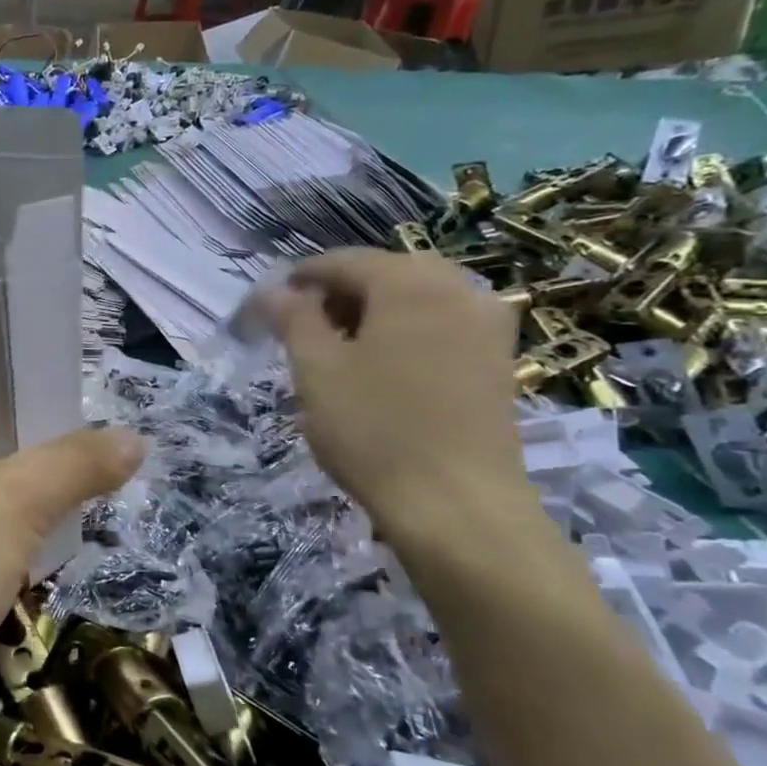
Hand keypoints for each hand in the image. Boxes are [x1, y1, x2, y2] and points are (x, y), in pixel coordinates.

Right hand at [253, 250, 529, 533]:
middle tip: (302, 328)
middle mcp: (457, 289)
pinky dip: (404, 332)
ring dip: (372, 313)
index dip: (301, 278)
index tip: (269, 304)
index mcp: (410, 282)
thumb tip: (273, 289)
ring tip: (338, 350)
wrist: (456, 503)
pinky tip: (382, 367)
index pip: (344, 262)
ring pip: (416, 299)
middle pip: (385, 274)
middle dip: (339, 294)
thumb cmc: (374, 428)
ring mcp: (486, 324)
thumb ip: (293, 318)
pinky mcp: (497, 360)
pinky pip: (441, 325)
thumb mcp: (316, 369)